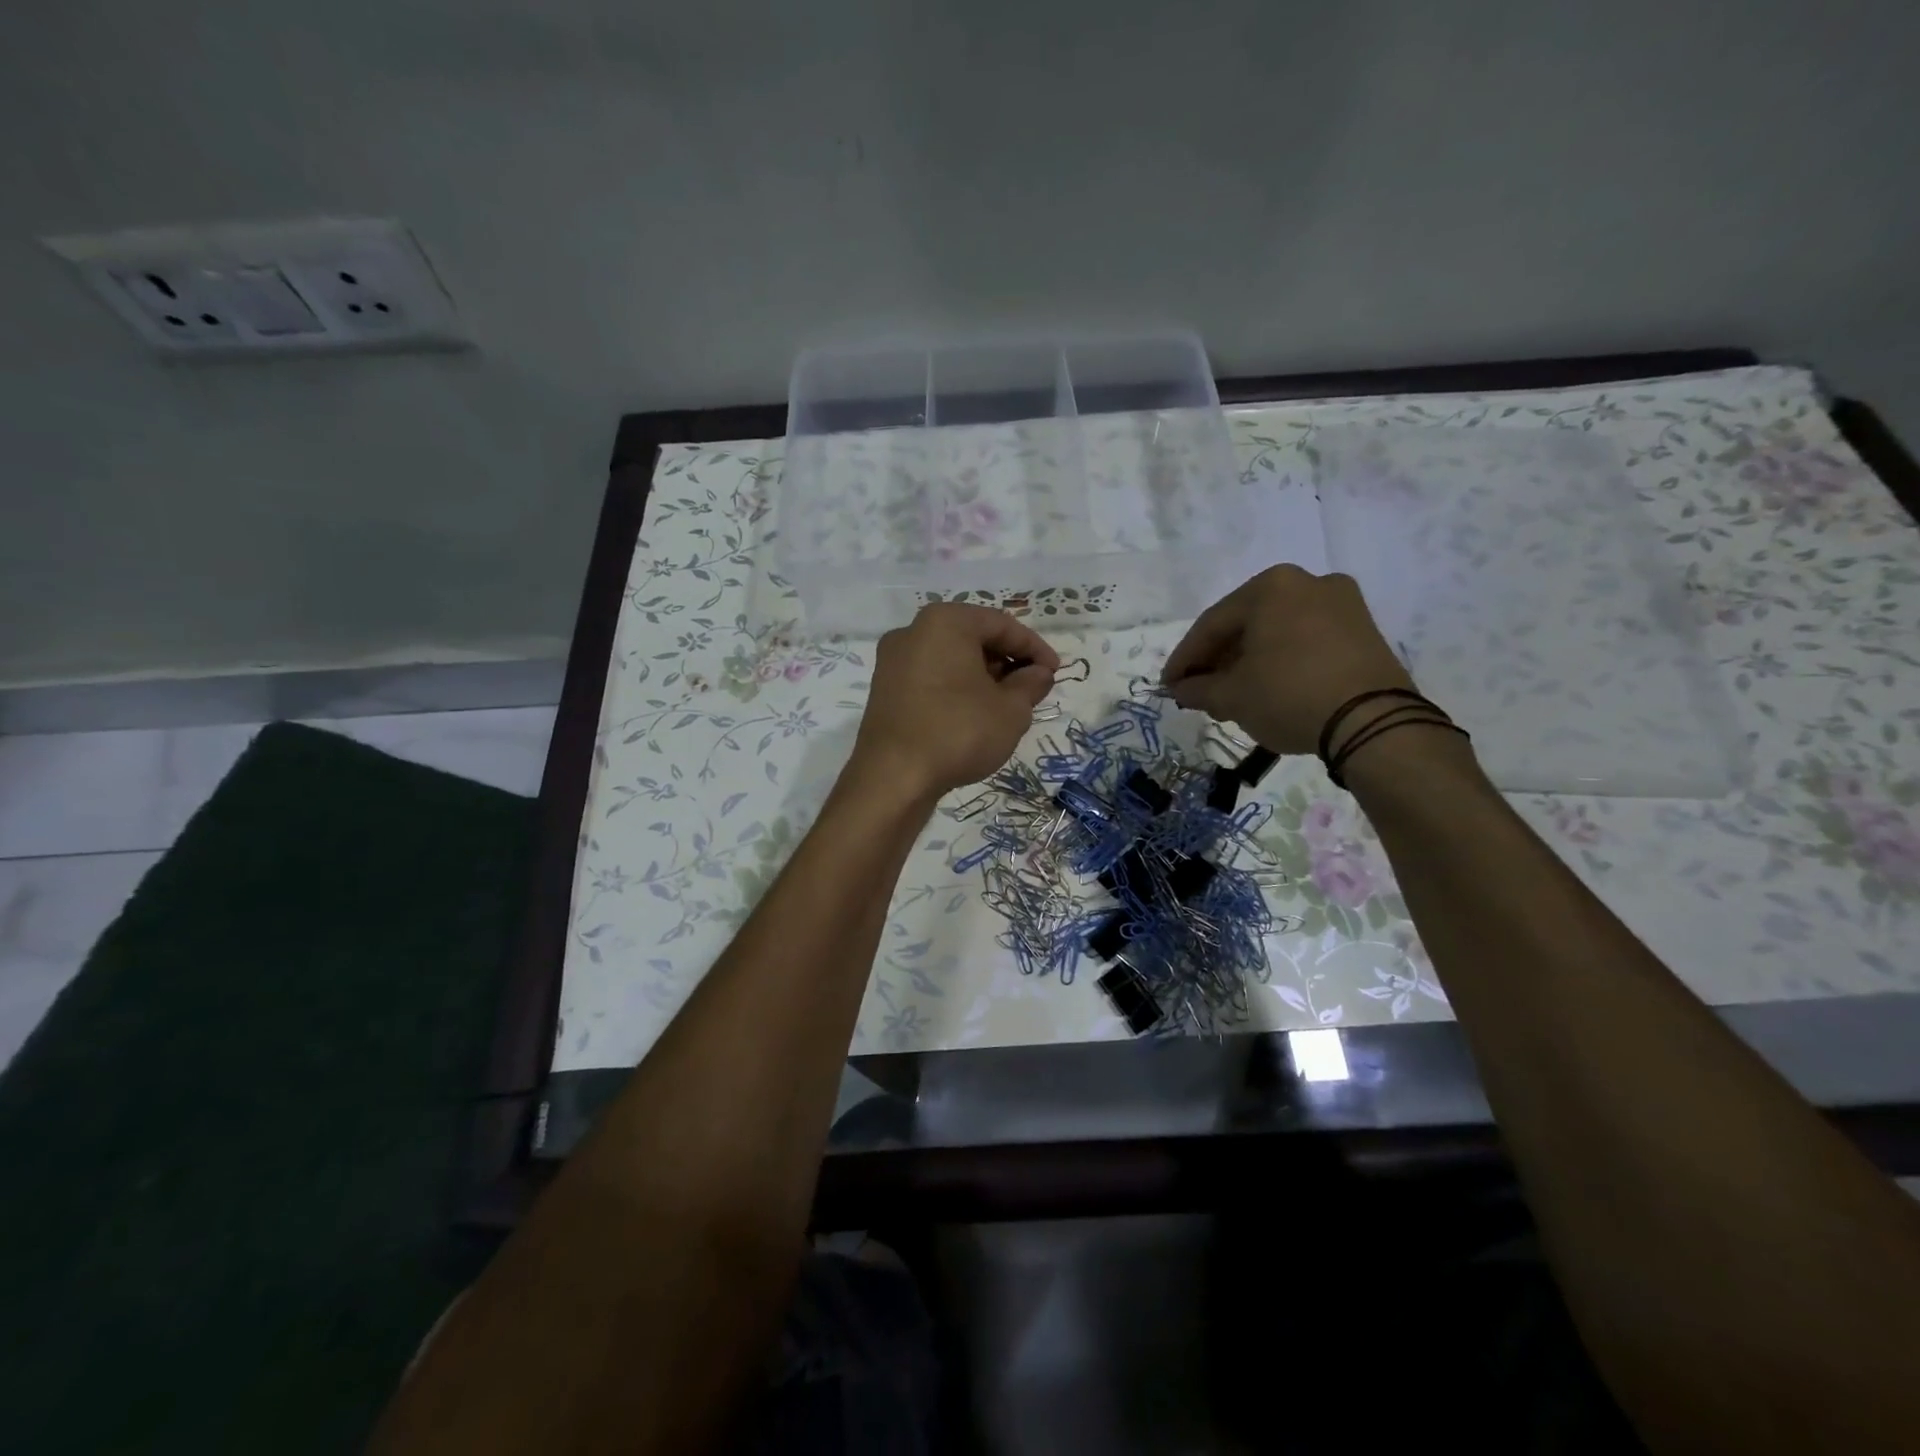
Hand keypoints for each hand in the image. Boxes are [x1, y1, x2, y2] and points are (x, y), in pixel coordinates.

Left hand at [850, 603, 1058, 800]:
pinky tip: (974, 716)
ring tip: (1006, 707)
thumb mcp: (1011, 710)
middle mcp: (913, 631)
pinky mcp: (885, 690)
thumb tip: (1039, 673)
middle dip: (1007, 662)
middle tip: (1032, 690)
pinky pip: (931, 678)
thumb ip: (1031, 685)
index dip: (1035, 648)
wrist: (893, 777)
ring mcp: (893, 661)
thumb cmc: (958, 731)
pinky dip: (957, 689)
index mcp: (945, 622)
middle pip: (973, 638)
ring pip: (951, 659)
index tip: (1055, 673)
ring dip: (983, 677)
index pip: (1002, 625)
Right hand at [1161, 565, 1412, 753]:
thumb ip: (1199, 688)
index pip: (1212, 624)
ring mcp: (1342, 604)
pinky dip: (1281, 662)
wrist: (1373, 722)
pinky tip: (1267, 689)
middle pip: (1246, 624)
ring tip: (1230, 697)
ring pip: (1277, 632)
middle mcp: (1307, 582)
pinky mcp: (1364, 630)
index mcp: (1271, 586)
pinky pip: (1306, 641)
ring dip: (1248, 663)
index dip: (1185, 658)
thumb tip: (1181, 689)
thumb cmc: (1289, 695)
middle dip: (1218, 661)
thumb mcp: (1233, 696)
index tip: (1169, 685)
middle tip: (1198, 692)